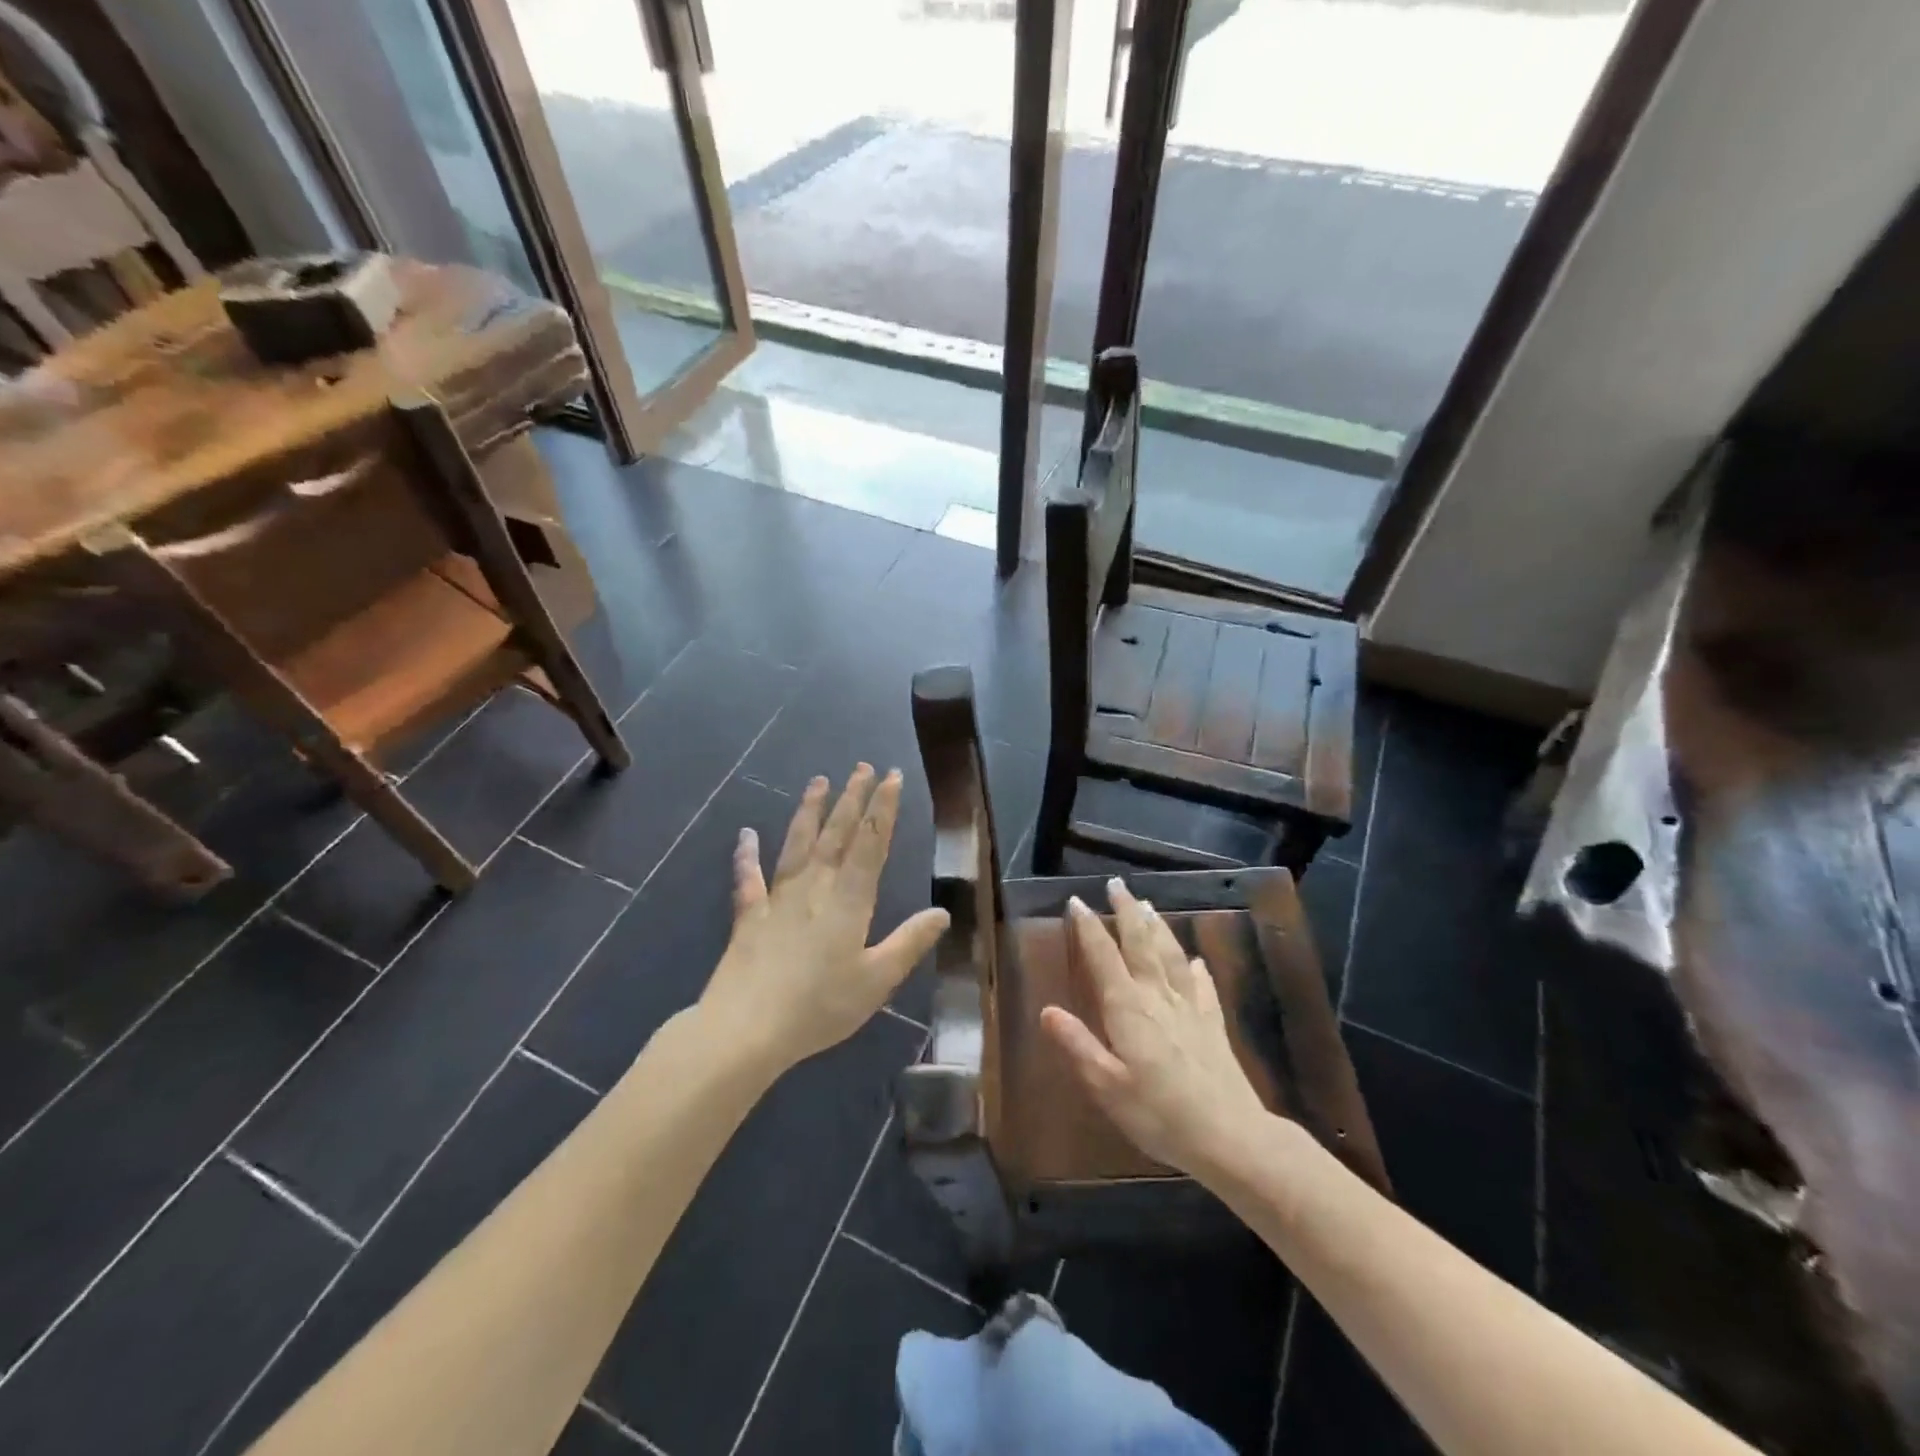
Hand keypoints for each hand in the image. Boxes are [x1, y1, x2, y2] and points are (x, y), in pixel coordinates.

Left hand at [703, 765, 948, 1073]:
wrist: (746, 1030)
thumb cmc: (819, 1007)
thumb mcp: (877, 980)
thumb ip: (909, 943)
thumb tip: (942, 912)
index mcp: (848, 900)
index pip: (871, 843)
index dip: (883, 808)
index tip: (891, 776)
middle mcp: (814, 887)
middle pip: (836, 833)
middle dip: (852, 798)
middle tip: (862, 766)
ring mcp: (778, 898)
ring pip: (797, 843)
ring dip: (809, 810)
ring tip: (818, 781)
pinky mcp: (749, 916)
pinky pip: (748, 877)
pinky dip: (746, 854)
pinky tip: (746, 834)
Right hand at [1040, 879, 1273, 1179]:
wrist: (1230, 1137)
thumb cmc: (1160, 1115)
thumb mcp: (1107, 1086)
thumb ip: (1077, 1045)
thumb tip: (1046, 1010)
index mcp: (1128, 1008)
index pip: (1103, 957)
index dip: (1089, 928)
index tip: (1077, 901)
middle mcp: (1158, 997)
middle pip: (1140, 944)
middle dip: (1126, 911)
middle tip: (1116, 884)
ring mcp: (1190, 1008)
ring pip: (1171, 955)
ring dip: (1158, 927)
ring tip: (1148, 905)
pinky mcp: (1213, 1025)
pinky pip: (1203, 986)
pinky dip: (1196, 968)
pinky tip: (1196, 960)